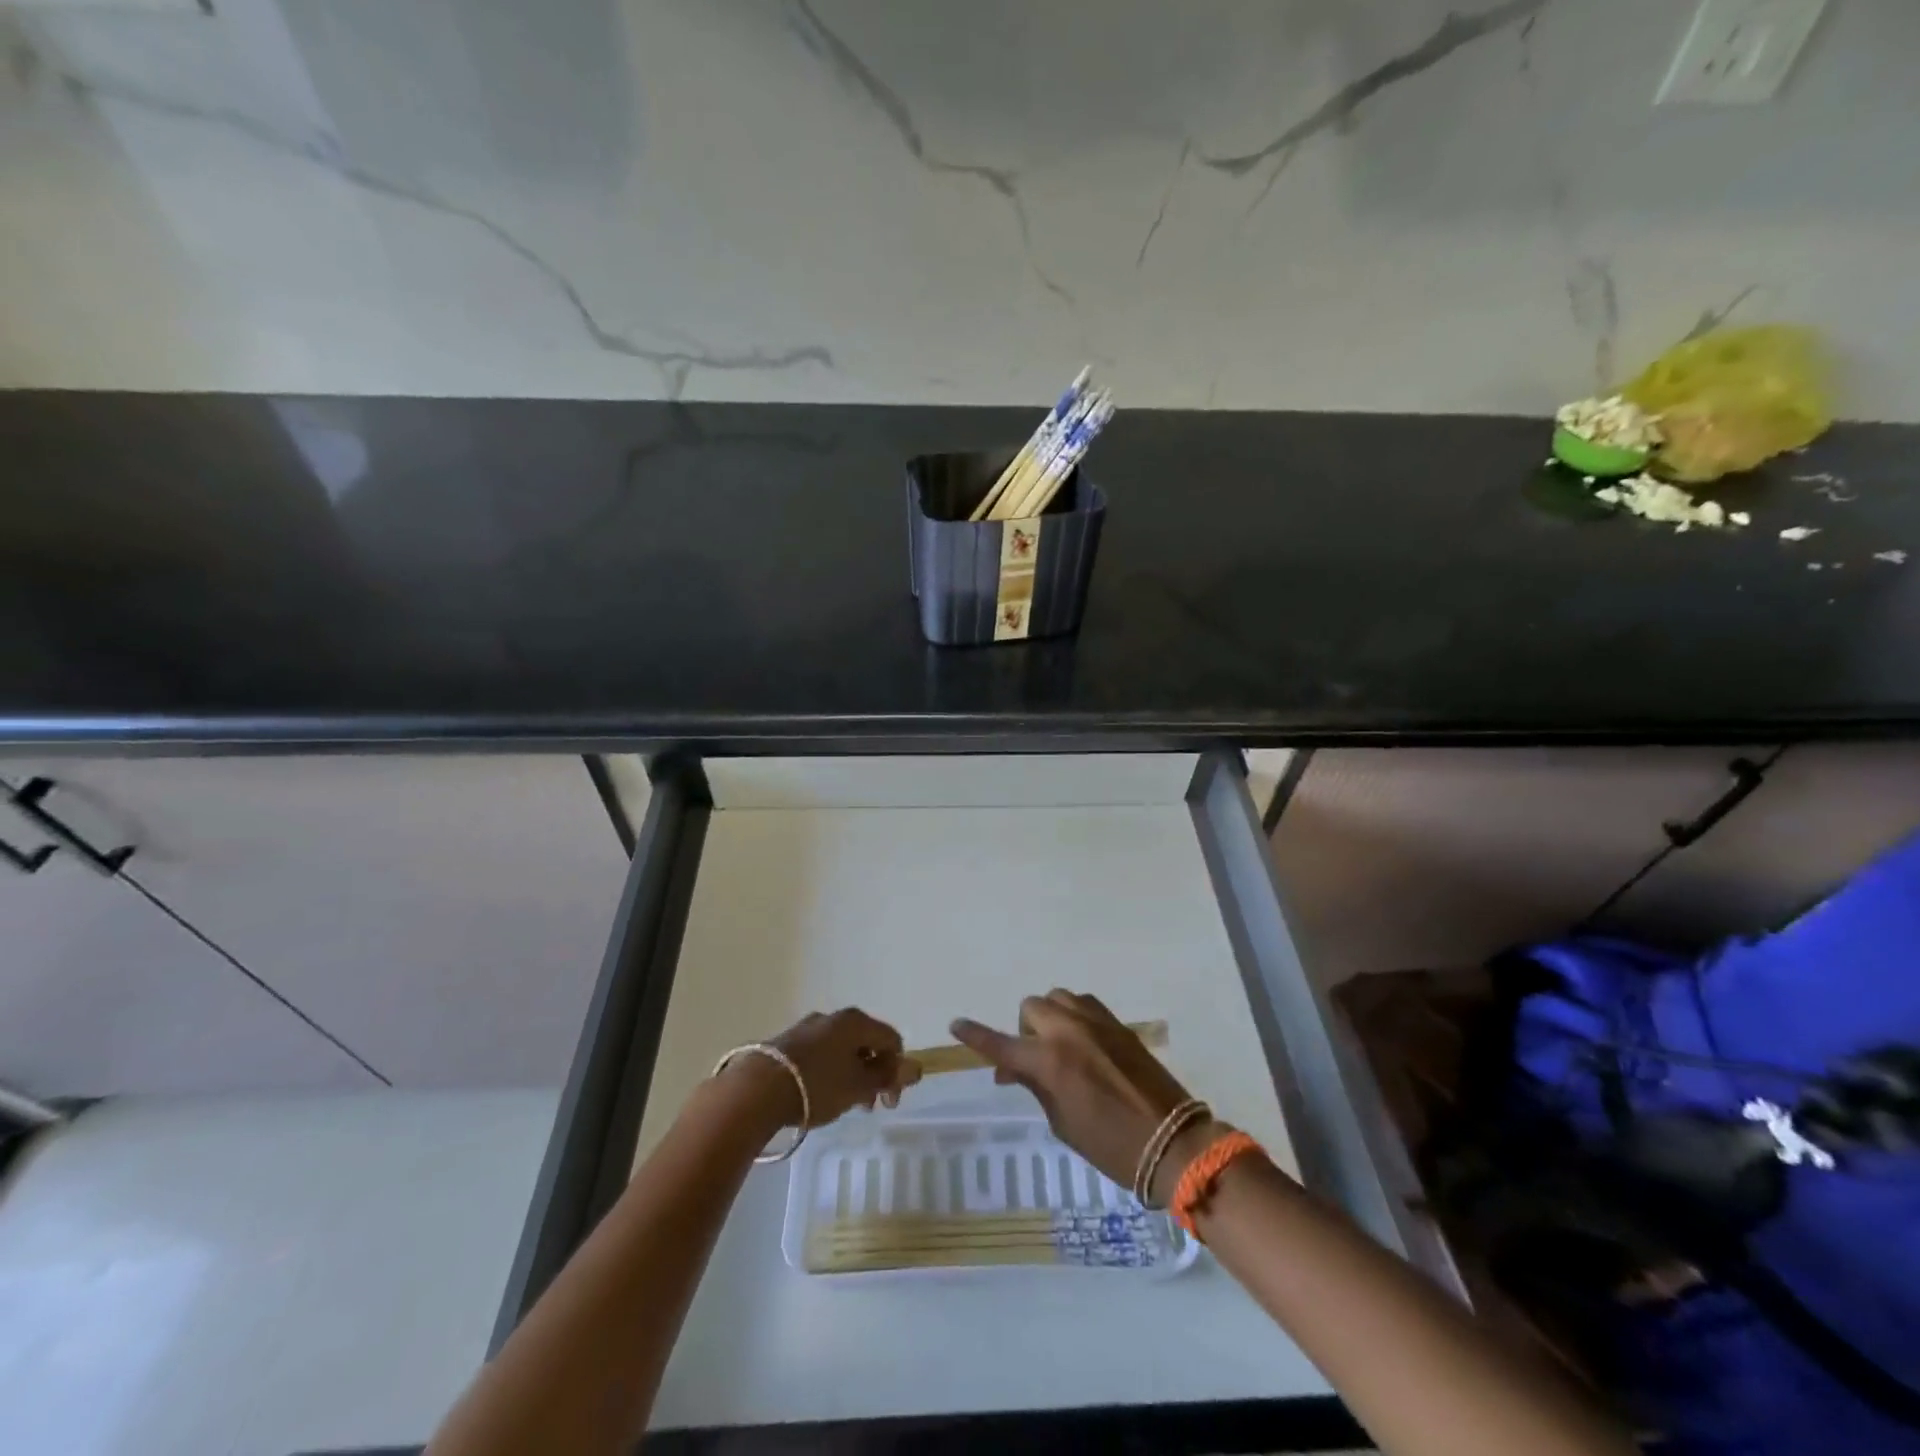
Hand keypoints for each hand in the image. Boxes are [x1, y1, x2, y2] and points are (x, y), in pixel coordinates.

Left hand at [721, 1008, 922, 1130]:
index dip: (898, 1070)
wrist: (757, 1089)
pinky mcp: (786, 1042)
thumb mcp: (859, 1086)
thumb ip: (888, 1077)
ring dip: (850, 1074)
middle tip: (867, 1106)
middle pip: (865, 1042)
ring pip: (840, 1049)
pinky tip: (817, 1095)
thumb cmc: (818, 1086)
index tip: (889, 1102)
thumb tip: (915, 1067)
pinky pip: (819, 1053)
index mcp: (855, 1021)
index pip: (891, 1039)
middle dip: (872, 1073)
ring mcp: (807, 1027)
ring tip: (841, 1104)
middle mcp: (833, 1017)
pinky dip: (827, 1071)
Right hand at [951, 991, 1201, 1198]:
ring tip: (1058, 1048)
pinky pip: (1083, 1003)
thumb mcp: (1062, 1123)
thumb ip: (1035, 1086)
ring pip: (1057, 998)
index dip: (977, 1036)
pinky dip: (1073, 1015)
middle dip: (1025, 1030)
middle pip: (1030, 1008)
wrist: (1172, 1141)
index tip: (956, 1024)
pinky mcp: (1117, 1023)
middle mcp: (1069, 1031)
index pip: (1002, 1044)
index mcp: (1050, 1062)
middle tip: (1033, 1061)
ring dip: (1049, 1017)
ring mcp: (1096, 1022)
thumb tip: (1011, 1069)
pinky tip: (1082, 1041)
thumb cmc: (1111, 1145)